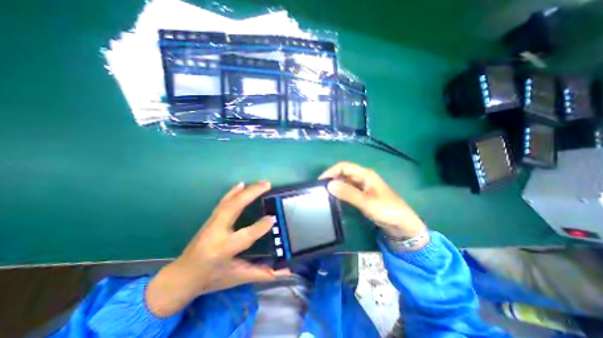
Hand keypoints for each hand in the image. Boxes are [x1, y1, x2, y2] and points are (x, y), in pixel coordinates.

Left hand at [144, 183, 287, 316]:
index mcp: (223, 250)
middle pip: (234, 207)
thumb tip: (285, 272)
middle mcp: (216, 232)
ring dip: (246, 190)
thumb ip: (262, 273)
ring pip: (229, 202)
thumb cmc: (211, 278)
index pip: (245, 235)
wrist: (182, 276)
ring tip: (260, 183)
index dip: (260, 226)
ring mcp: (212, 223)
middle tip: (267, 184)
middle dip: (251, 194)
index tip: (273, 218)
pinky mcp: (210, 219)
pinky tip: (240, 184)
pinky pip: (223, 202)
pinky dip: (233, 191)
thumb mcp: (238, 277)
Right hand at [320, 161, 427, 238]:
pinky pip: (348, 189)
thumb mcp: (366, 202)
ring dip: (335, 185)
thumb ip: (348, 193)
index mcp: (365, 174)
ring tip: (325, 193)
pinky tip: (335, 198)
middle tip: (320, 189)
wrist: (402, 224)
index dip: (331, 171)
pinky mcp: (362, 194)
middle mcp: (362, 177)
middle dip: (331, 178)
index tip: (320, 182)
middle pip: (343, 172)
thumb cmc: (387, 210)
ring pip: (345, 180)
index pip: (343, 166)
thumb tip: (329, 185)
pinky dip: (340, 191)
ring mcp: (362, 185)